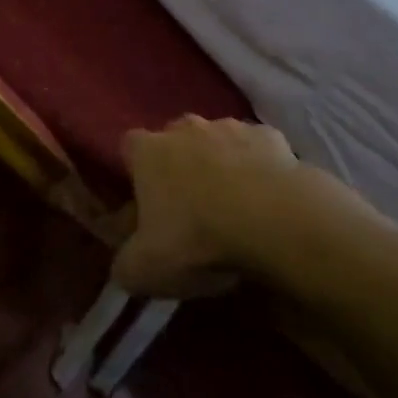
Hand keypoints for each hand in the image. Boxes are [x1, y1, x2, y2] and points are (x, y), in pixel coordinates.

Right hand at [111, 116, 299, 298]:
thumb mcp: (144, 270)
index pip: (129, 147)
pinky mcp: (270, 136)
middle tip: (189, 206)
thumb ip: (125, 264)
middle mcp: (185, 128)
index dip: (134, 172)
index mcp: (148, 151)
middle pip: (174, 139)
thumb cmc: (197, 238)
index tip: (143, 202)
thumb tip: (124, 265)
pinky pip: (257, 149)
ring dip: (220, 164)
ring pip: (217, 141)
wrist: (273, 219)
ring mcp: (230, 127)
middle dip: (179, 165)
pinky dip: (258, 167)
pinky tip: (266, 198)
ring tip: (233, 205)